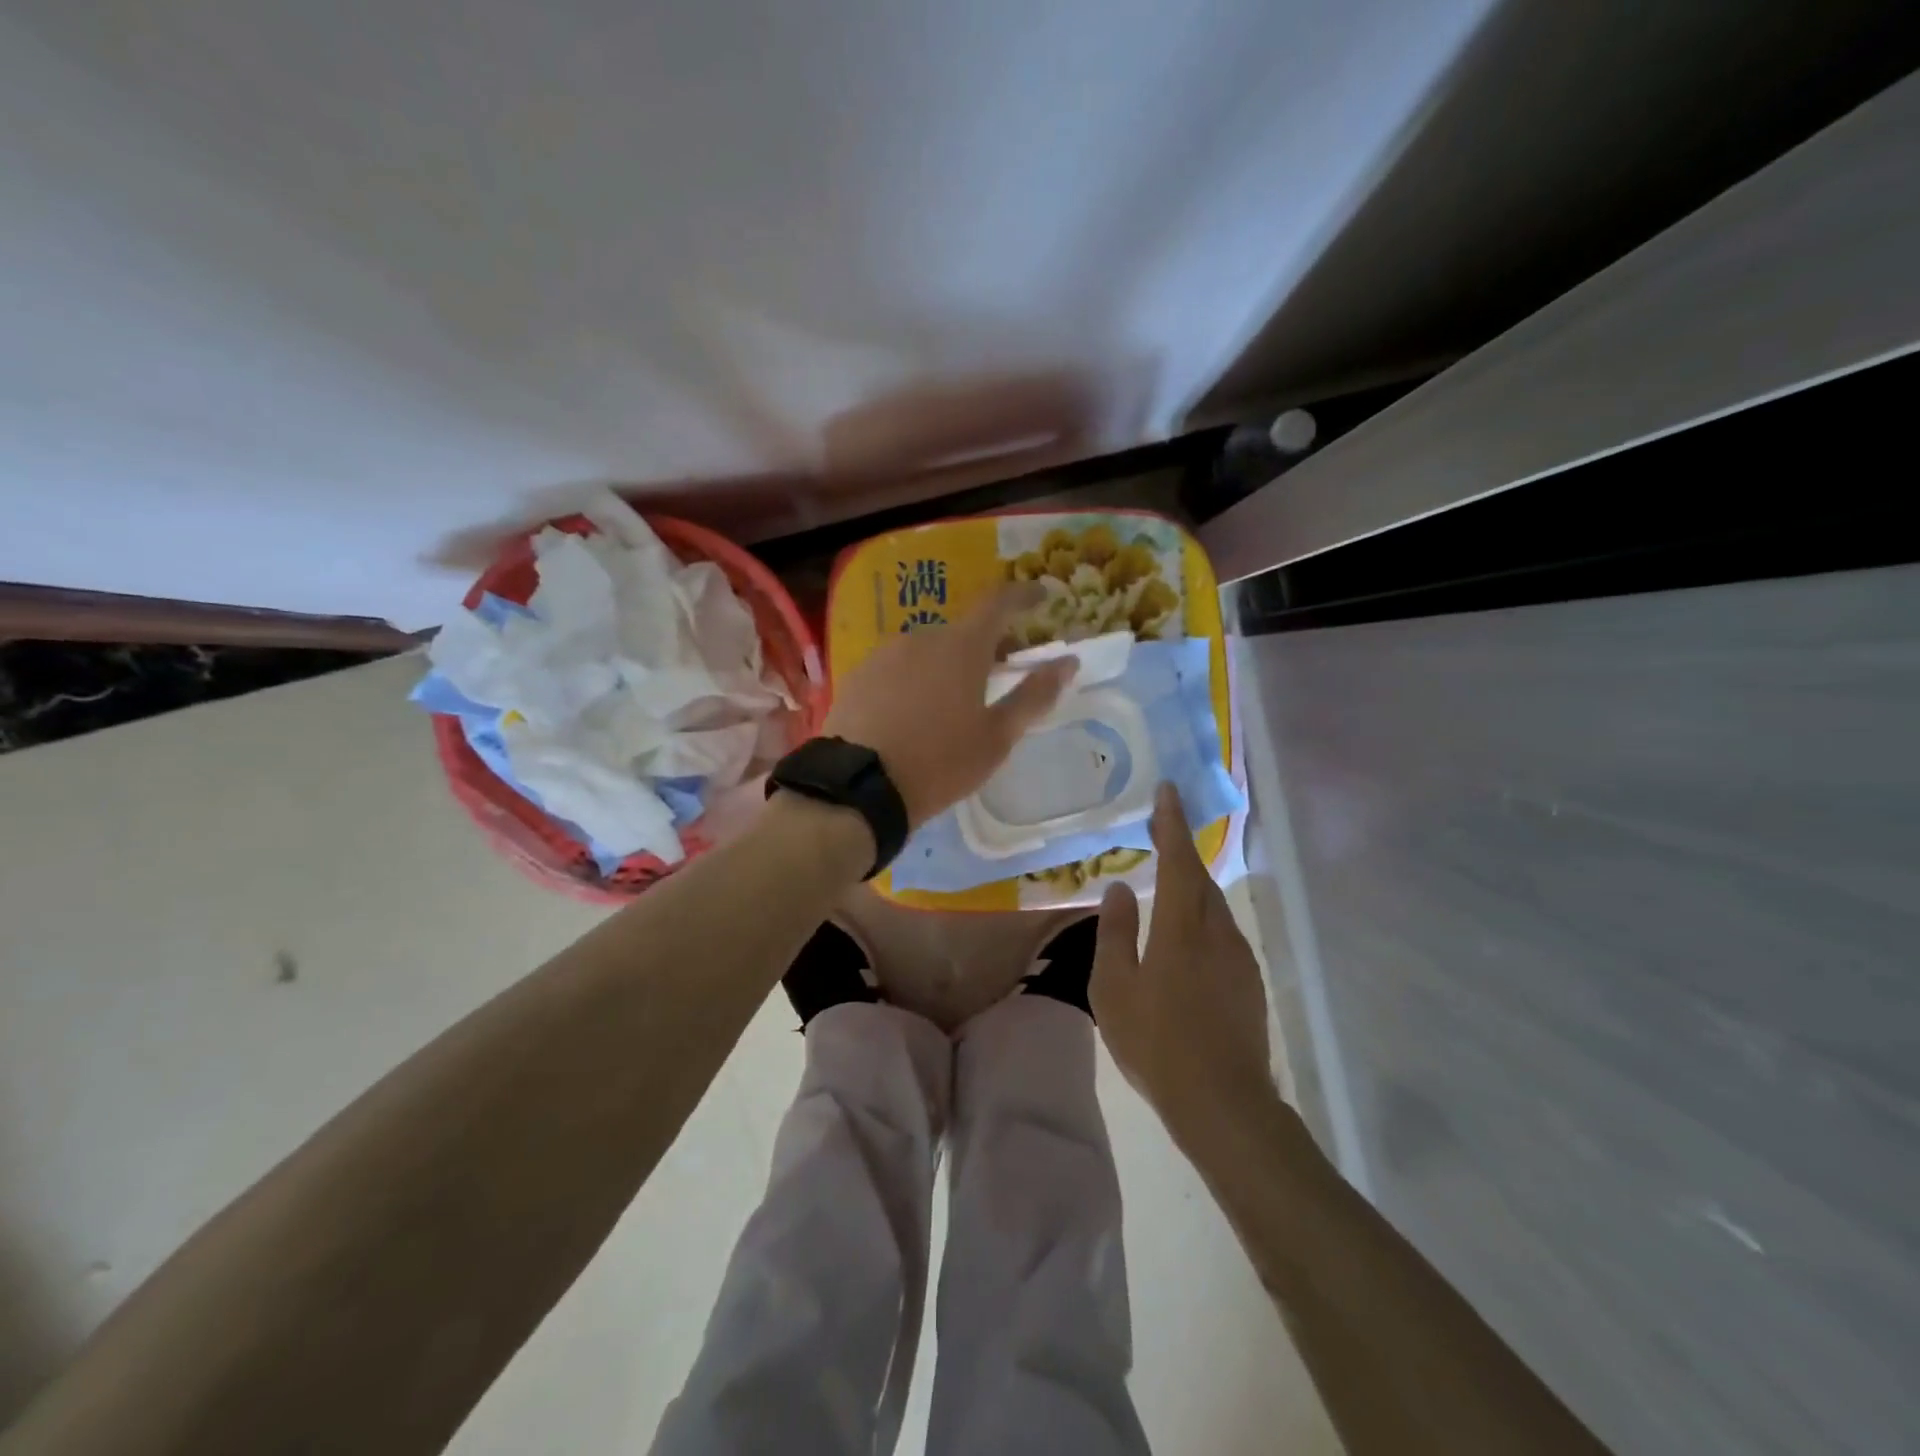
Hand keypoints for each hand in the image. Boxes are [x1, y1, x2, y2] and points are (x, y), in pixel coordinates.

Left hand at [823, 584, 1072, 828]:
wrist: (858, 787)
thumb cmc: (940, 763)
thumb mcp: (996, 737)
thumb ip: (1034, 695)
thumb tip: (1068, 663)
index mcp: (961, 646)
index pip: (999, 602)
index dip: (1024, 595)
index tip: (1042, 596)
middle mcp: (921, 637)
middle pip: (963, 630)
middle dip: (988, 644)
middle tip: (1004, 670)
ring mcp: (883, 654)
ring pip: (928, 649)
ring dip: (949, 663)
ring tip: (956, 700)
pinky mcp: (857, 676)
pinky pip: (898, 667)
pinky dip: (916, 678)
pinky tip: (915, 711)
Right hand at [1092, 784, 1276, 1139]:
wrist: (1223, 1103)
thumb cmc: (1157, 1043)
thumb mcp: (1114, 988)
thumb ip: (1115, 932)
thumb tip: (1119, 888)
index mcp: (1181, 927)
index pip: (1177, 860)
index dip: (1172, 823)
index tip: (1169, 790)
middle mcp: (1217, 931)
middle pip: (1201, 878)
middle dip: (1181, 851)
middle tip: (1161, 834)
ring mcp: (1239, 957)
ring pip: (1214, 906)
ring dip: (1192, 888)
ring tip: (1167, 887)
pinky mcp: (1250, 981)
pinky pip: (1223, 933)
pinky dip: (1202, 919)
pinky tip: (1185, 941)